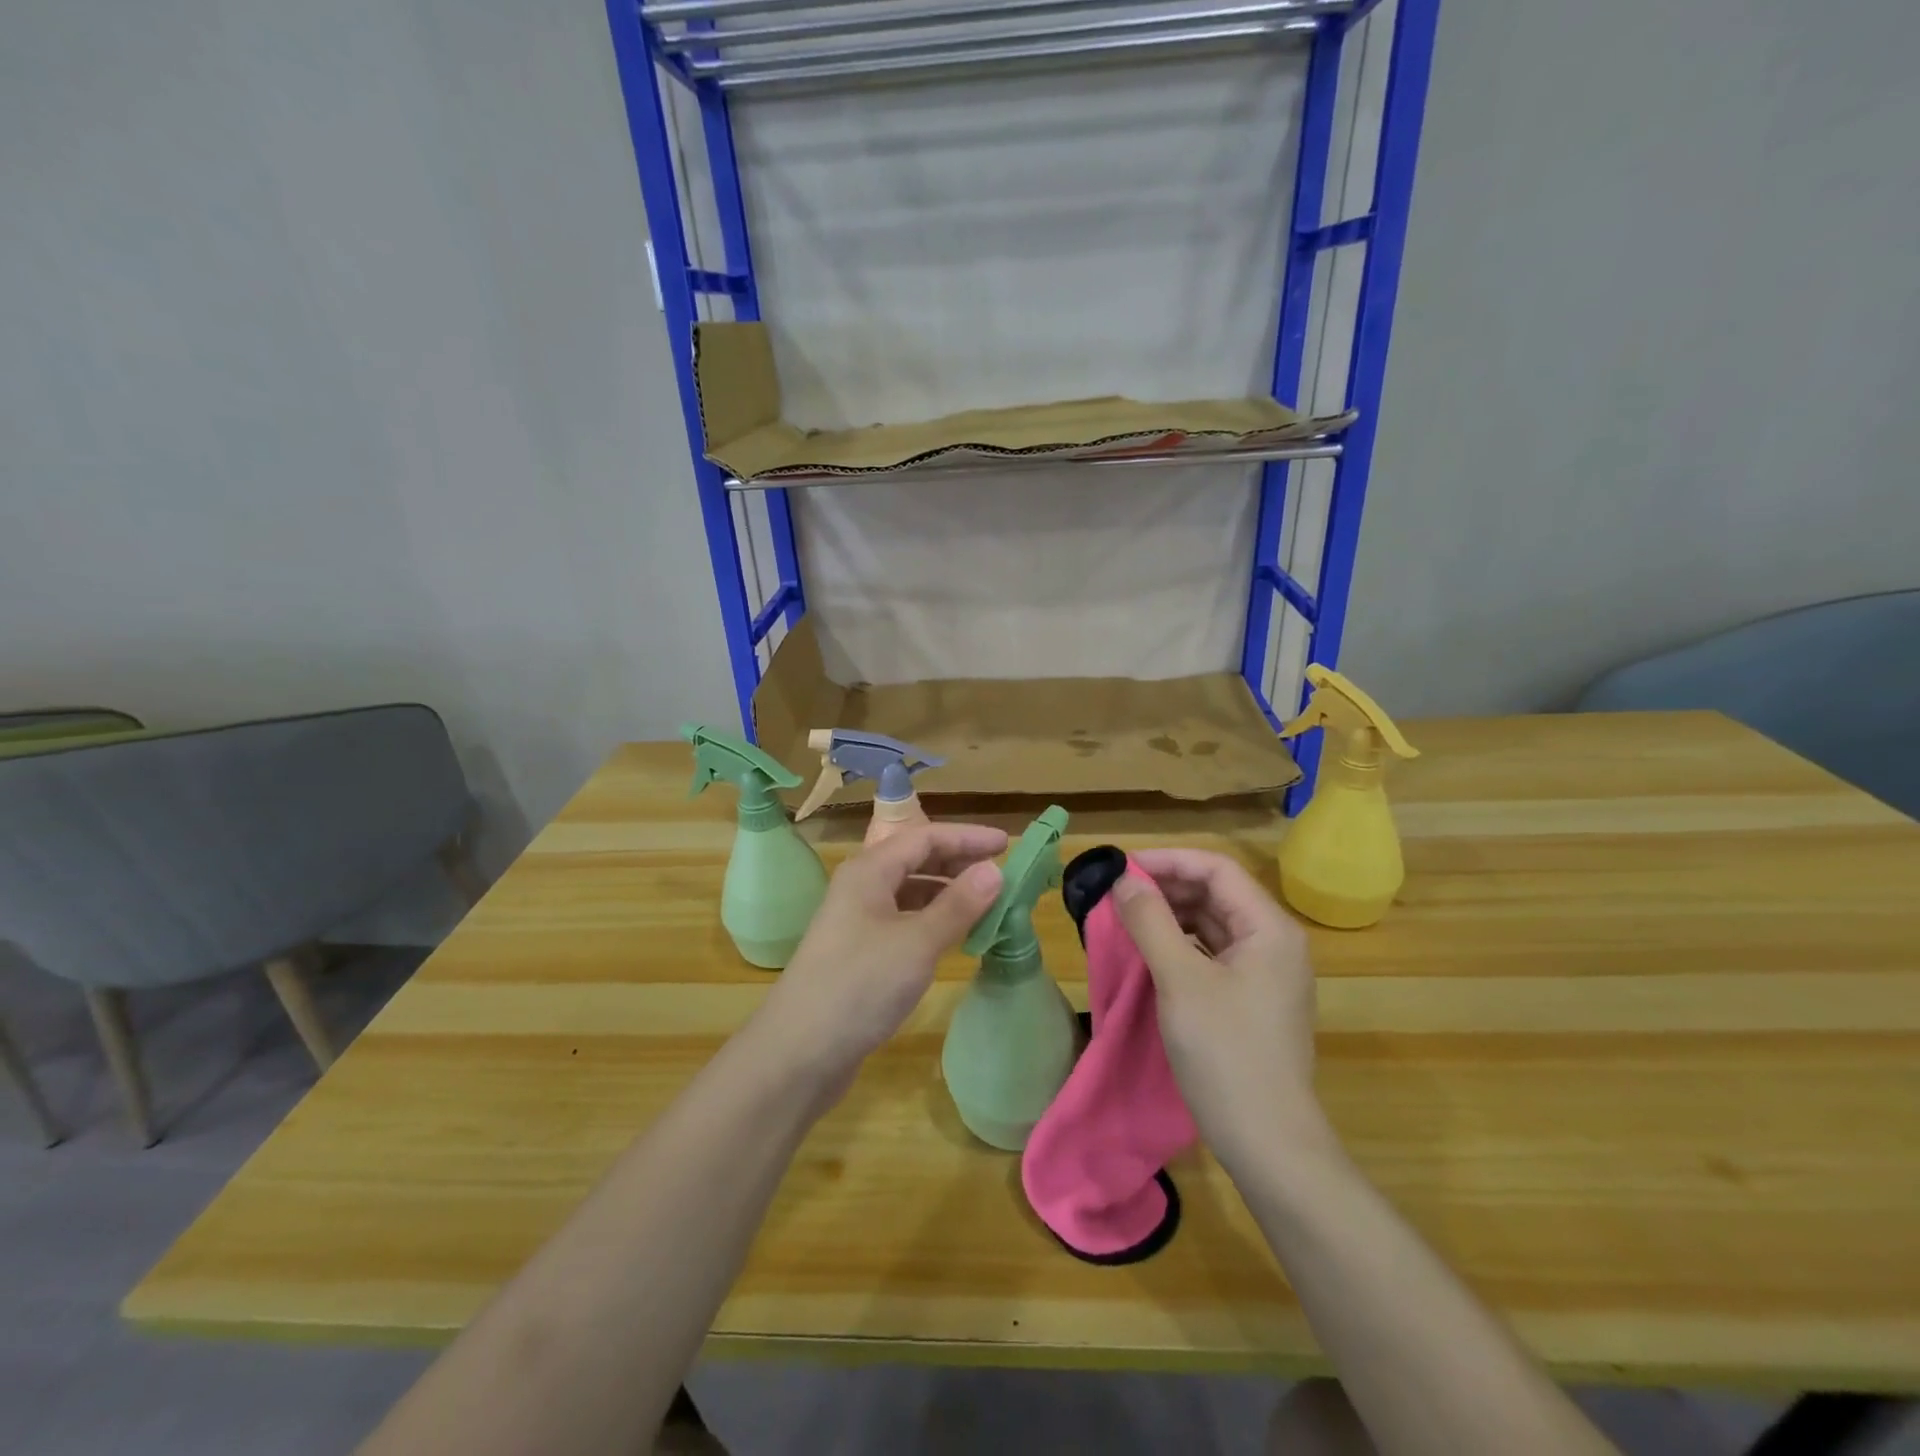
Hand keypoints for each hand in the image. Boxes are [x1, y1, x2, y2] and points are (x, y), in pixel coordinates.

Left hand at [750, 823, 1006, 1101]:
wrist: (798, 1053)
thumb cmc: (860, 986)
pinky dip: (932, 921)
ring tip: (984, 906)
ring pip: (909, 892)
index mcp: (869, 871)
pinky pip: (903, 921)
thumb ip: (958, 905)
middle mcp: (861, 887)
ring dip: (947, 893)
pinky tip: (953, 938)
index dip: (967, 837)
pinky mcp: (859, 953)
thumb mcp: (917, 942)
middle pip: (915, 860)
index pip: (925, 837)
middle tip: (999, 874)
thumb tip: (993, 871)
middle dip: (957, 862)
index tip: (1007, 844)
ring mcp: (857, 921)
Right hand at [1111, 848, 1328, 1170]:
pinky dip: (1180, 944)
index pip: (1216, 869)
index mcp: (1269, 928)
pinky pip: (1213, 953)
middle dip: (1166, 887)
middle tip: (1116, 894)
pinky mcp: (1253, 999)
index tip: (1121, 868)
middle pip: (1216, 893)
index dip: (1168, 861)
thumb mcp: (1180, 980)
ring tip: (1126, 918)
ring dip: (1170, 915)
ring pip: (1213, 923)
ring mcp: (1266, 973)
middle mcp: (1274, 941)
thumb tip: (1123, 879)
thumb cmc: (1225, 1053)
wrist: (1269, 1143)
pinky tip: (1150, 952)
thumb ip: (1150, 921)